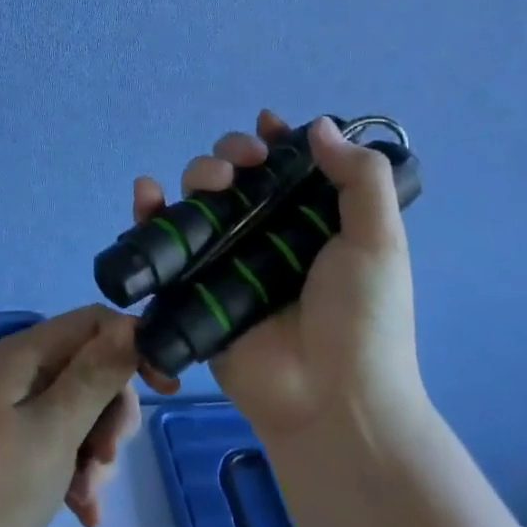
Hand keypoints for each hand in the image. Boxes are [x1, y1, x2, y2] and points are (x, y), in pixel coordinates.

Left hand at [0, 306, 144, 526]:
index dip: (133, 345)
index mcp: (25, 353)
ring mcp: (16, 413)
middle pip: (92, 370)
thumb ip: (97, 374)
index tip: (166, 386)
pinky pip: (63, 446)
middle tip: (107, 455)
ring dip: (96, 453)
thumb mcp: (56, 428)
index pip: (95, 322)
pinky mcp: (15, 451)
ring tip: (87, 494)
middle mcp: (21, 373)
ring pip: (82, 413)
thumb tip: (132, 324)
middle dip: (111, 414)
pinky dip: (78, 474)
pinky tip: (83, 513)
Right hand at [131, 111, 427, 449]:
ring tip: (212, 182)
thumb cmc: (363, 319)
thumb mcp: (379, 242)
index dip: (272, 140)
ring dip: (196, 174)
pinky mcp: (194, 289)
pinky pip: (166, 246)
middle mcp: (264, 236)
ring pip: (198, 201)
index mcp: (308, 223)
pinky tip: (147, 194)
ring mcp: (227, 261)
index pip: (283, 168)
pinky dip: (149, 215)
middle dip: (231, 153)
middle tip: (244, 162)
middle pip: (235, 177)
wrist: (332, 401)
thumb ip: (361, 179)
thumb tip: (319, 124)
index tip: (267, 125)